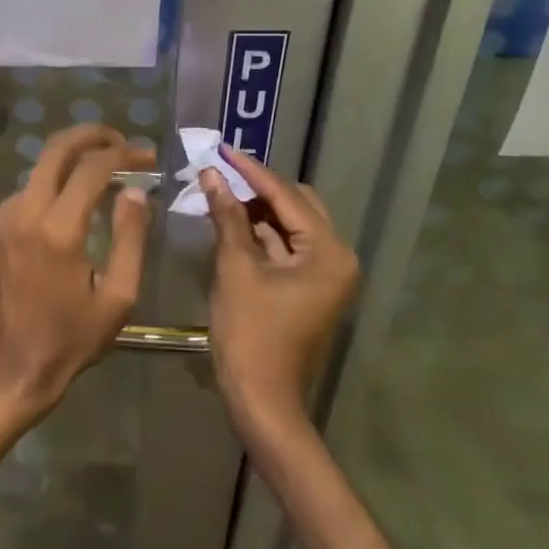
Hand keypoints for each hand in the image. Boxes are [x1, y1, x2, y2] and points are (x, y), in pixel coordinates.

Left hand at [0, 124, 153, 419]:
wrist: (15, 366)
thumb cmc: (74, 337)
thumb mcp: (119, 295)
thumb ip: (130, 236)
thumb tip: (135, 191)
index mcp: (59, 231)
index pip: (91, 168)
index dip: (123, 154)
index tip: (146, 156)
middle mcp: (23, 214)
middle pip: (54, 149)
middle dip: (90, 135)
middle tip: (118, 142)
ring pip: (38, 173)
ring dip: (69, 168)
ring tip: (99, 182)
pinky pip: (23, 197)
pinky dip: (48, 194)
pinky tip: (65, 215)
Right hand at [201, 146, 359, 428]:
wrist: (262, 400)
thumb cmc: (250, 334)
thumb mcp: (235, 268)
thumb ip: (227, 216)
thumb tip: (212, 174)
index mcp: (329, 252)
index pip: (286, 196)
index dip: (251, 171)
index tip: (222, 148)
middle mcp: (337, 258)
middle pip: (295, 206)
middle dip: (257, 187)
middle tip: (220, 170)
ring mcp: (325, 276)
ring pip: (289, 226)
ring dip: (256, 209)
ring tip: (219, 189)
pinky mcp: (309, 288)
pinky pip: (285, 247)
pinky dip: (260, 233)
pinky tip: (230, 219)